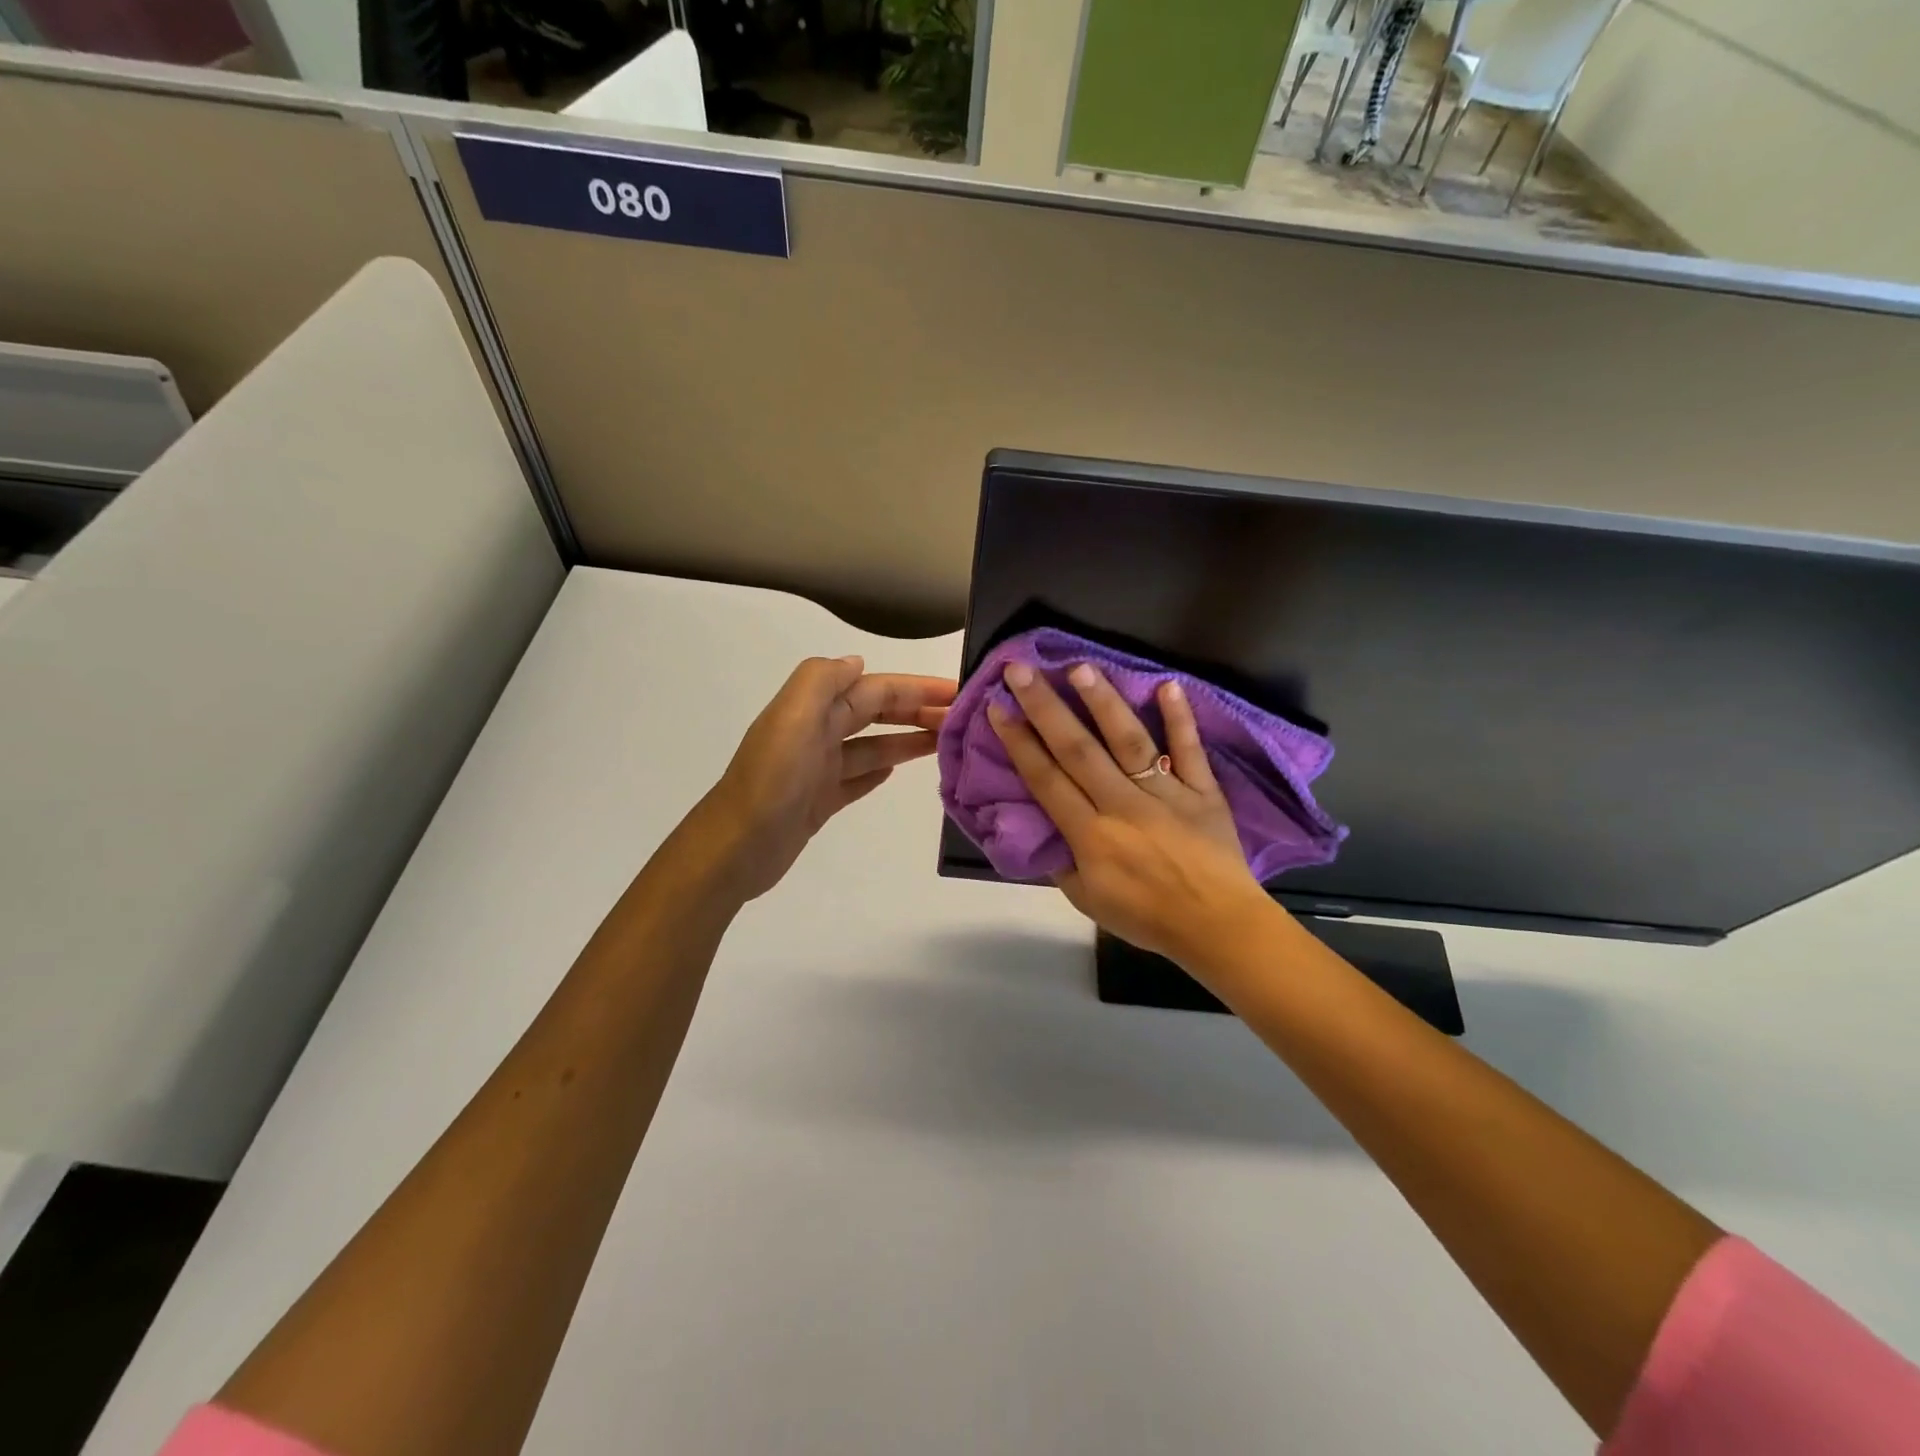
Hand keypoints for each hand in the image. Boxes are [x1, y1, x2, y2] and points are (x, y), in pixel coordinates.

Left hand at [690, 656, 955, 901]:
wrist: (736, 848)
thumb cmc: (772, 781)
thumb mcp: (793, 717)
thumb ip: (822, 681)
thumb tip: (857, 662)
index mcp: (813, 709)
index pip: (875, 689)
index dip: (916, 688)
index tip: (957, 691)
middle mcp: (817, 733)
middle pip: (875, 713)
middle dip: (917, 711)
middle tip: (960, 720)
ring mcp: (818, 769)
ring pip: (872, 746)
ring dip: (906, 740)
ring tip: (944, 743)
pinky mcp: (819, 801)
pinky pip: (856, 778)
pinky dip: (878, 770)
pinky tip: (897, 772)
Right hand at [988, 661, 1274, 968]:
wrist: (1216, 927)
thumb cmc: (1147, 917)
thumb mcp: (1087, 900)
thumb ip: (1062, 861)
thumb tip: (1044, 826)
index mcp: (1091, 835)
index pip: (1047, 779)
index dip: (1019, 742)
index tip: (999, 707)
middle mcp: (1123, 805)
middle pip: (1078, 750)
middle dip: (1045, 707)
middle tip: (1021, 670)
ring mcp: (1166, 793)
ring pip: (1129, 742)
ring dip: (1103, 703)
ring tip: (1080, 667)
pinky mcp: (1203, 791)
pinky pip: (1190, 750)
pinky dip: (1181, 719)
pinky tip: (1167, 684)